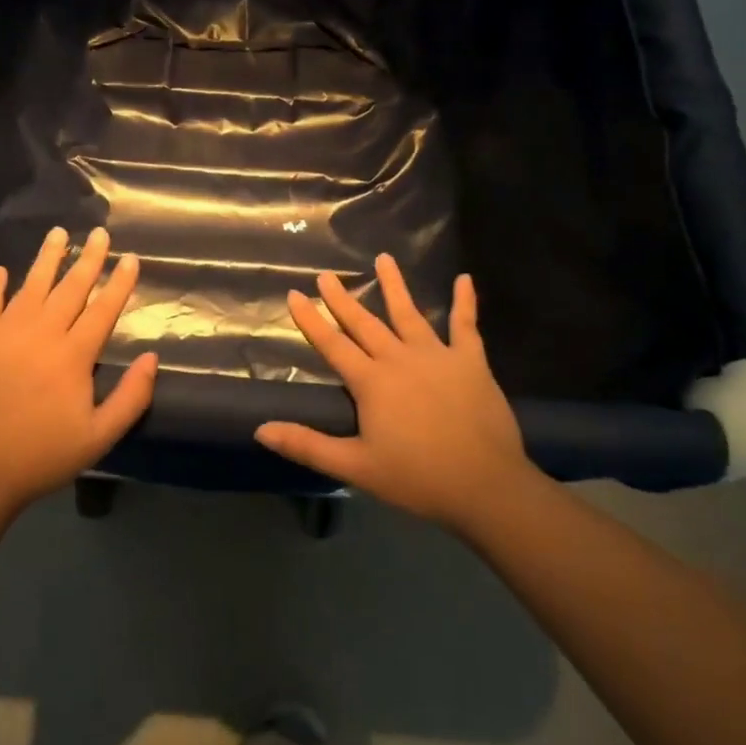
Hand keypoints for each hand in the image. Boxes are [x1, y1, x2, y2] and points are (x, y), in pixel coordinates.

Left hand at [0, 226, 156, 516]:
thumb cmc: (42, 455)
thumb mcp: (99, 437)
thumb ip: (131, 397)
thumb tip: (152, 358)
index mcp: (73, 355)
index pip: (103, 309)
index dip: (119, 282)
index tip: (130, 257)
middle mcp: (41, 333)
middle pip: (70, 287)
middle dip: (89, 258)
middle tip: (99, 232)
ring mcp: (4, 332)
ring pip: (31, 285)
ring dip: (47, 258)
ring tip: (58, 232)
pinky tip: (2, 270)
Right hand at [255, 254, 542, 532]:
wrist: (485, 485)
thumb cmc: (417, 478)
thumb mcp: (355, 467)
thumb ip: (308, 445)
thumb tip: (260, 430)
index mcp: (371, 382)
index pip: (332, 344)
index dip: (311, 319)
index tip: (294, 294)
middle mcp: (399, 359)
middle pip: (364, 323)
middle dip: (342, 298)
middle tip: (326, 275)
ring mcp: (437, 355)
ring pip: (409, 313)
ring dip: (395, 285)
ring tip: (384, 258)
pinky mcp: (470, 362)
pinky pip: (466, 326)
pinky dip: (465, 302)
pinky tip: (465, 279)